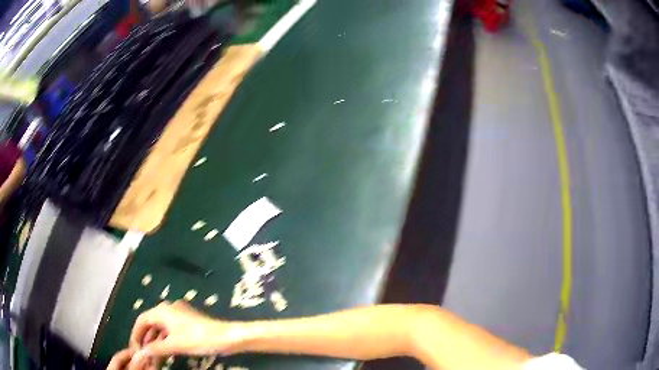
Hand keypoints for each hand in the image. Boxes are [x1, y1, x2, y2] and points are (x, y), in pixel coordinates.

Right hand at [130, 300, 240, 356]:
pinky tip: (164, 351)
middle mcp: (168, 309)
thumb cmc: (198, 338)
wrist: (226, 336)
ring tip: (152, 356)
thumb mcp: (174, 345)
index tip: (133, 347)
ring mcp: (179, 315)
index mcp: (162, 310)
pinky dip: (166, 340)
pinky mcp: (187, 322)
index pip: (142, 320)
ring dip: (156, 341)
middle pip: (151, 324)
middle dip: (146, 339)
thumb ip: (155, 349)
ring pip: (161, 329)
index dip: (136, 333)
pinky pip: (171, 331)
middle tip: (142, 354)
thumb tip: (139, 353)